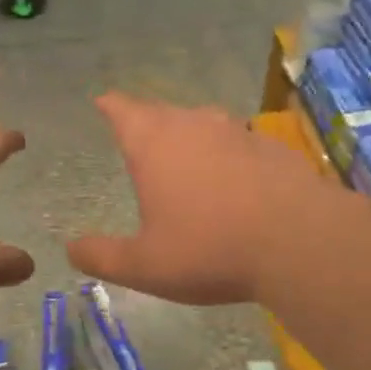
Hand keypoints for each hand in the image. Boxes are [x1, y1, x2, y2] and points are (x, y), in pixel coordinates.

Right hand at [67, 94, 324, 304]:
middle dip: (147, 123)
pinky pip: (238, 143)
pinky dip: (228, 155)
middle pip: (161, 112)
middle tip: (140, 139)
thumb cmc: (210, 249)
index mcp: (154, 143)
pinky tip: (235, 181)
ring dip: (190, 137)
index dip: (110, 106)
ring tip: (186, 159)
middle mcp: (193, 124)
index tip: (103, 103)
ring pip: (203, 123)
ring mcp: (236, 131)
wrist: (299, 241)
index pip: (122, 109)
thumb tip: (71, 249)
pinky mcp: (271, 146)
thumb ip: (103, 256)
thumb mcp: (145, 266)